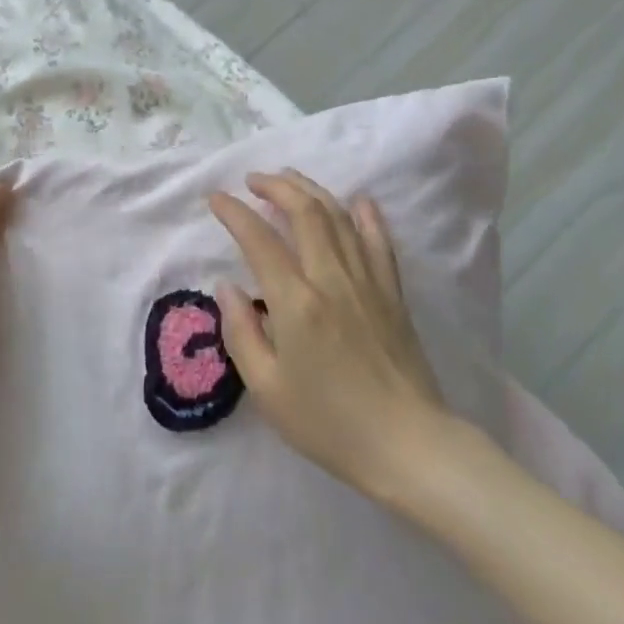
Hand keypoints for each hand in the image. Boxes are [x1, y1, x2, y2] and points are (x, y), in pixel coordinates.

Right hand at [209, 170, 450, 496]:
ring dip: (311, 190)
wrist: (407, 445)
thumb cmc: (328, 423)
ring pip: (340, 217)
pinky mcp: (392, 293)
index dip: (234, 213)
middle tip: (252, 180)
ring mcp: (368, 282)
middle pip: (305, 212)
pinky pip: (379, 241)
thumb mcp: (267, 389)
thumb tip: (226, 287)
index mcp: (296, 303)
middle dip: (275, 187)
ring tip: (289, 179)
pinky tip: (357, 200)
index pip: (259, 240)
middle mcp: (332, 279)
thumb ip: (240, 332)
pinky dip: (366, 215)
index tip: (216, 198)